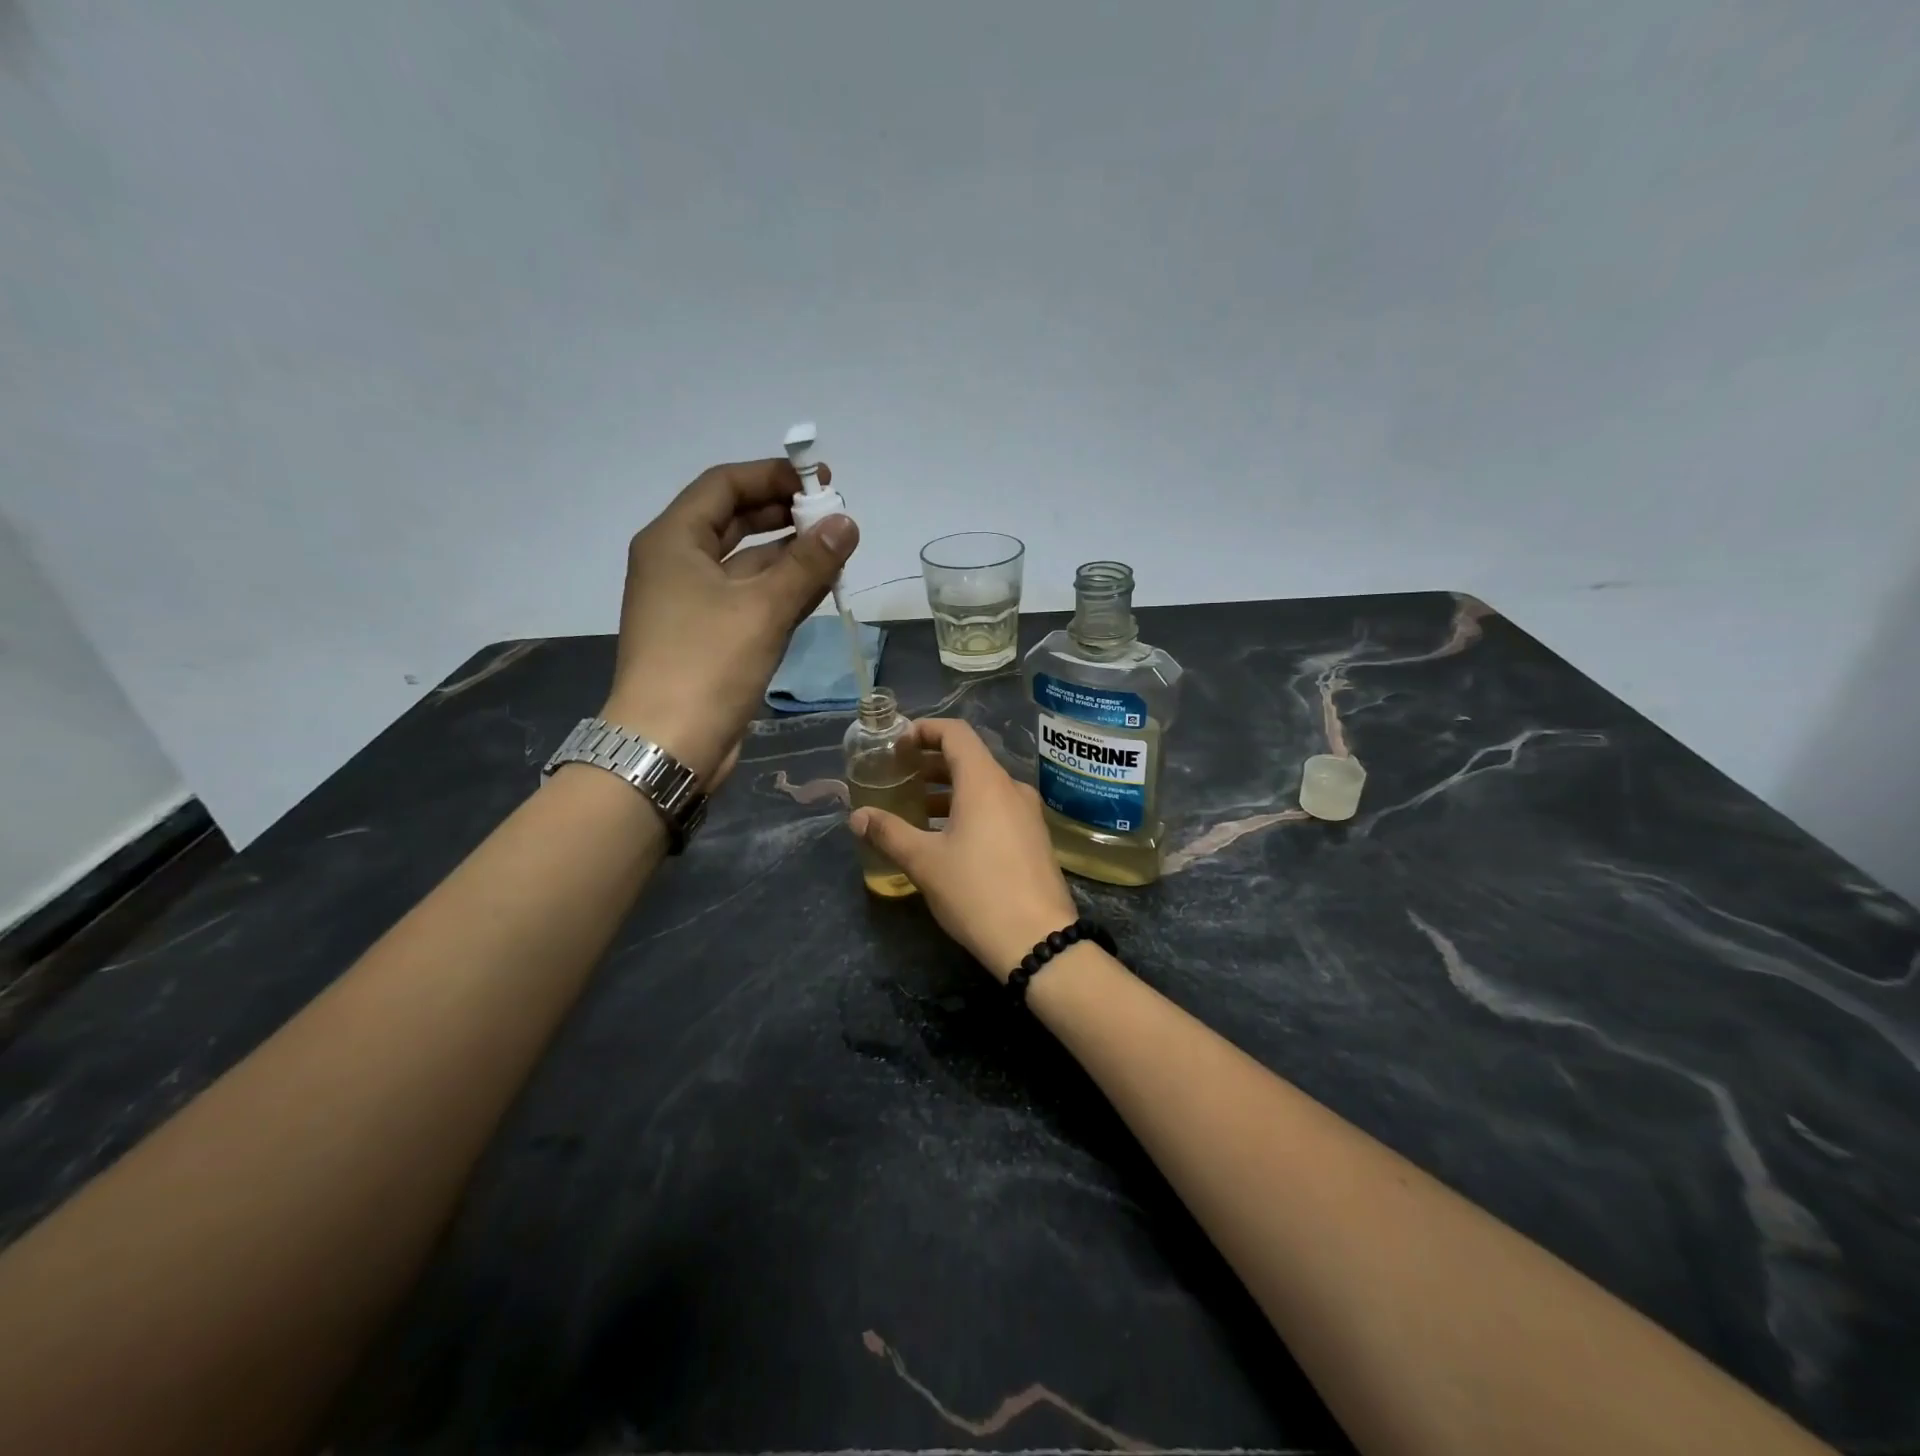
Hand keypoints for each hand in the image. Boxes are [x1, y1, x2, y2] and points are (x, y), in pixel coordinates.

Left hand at [603, 459, 857, 783]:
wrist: (669, 744)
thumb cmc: (708, 664)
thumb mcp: (763, 608)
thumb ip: (808, 562)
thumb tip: (847, 522)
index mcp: (674, 541)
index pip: (724, 485)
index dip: (772, 475)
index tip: (821, 480)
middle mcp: (678, 564)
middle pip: (734, 521)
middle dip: (784, 514)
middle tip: (834, 516)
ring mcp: (692, 603)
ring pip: (746, 563)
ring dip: (789, 554)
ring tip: (838, 550)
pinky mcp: (709, 637)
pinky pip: (749, 598)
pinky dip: (782, 589)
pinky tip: (820, 588)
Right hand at [849, 719, 1078, 979]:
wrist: (1038, 940)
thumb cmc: (977, 891)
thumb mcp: (924, 862)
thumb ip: (889, 833)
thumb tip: (857, 816)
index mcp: (985, 782)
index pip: (955, 733)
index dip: (925, 730)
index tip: (898, 745)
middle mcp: (1010, 788)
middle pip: (969, 759)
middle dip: (931, 764)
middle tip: (899, 779)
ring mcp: (1027, 814)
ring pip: (983, 787)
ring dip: (949, 791)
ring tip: (917, 811)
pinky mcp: (1034, 838)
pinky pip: (997, 809)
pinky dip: (969, 810)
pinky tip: (948, 839)